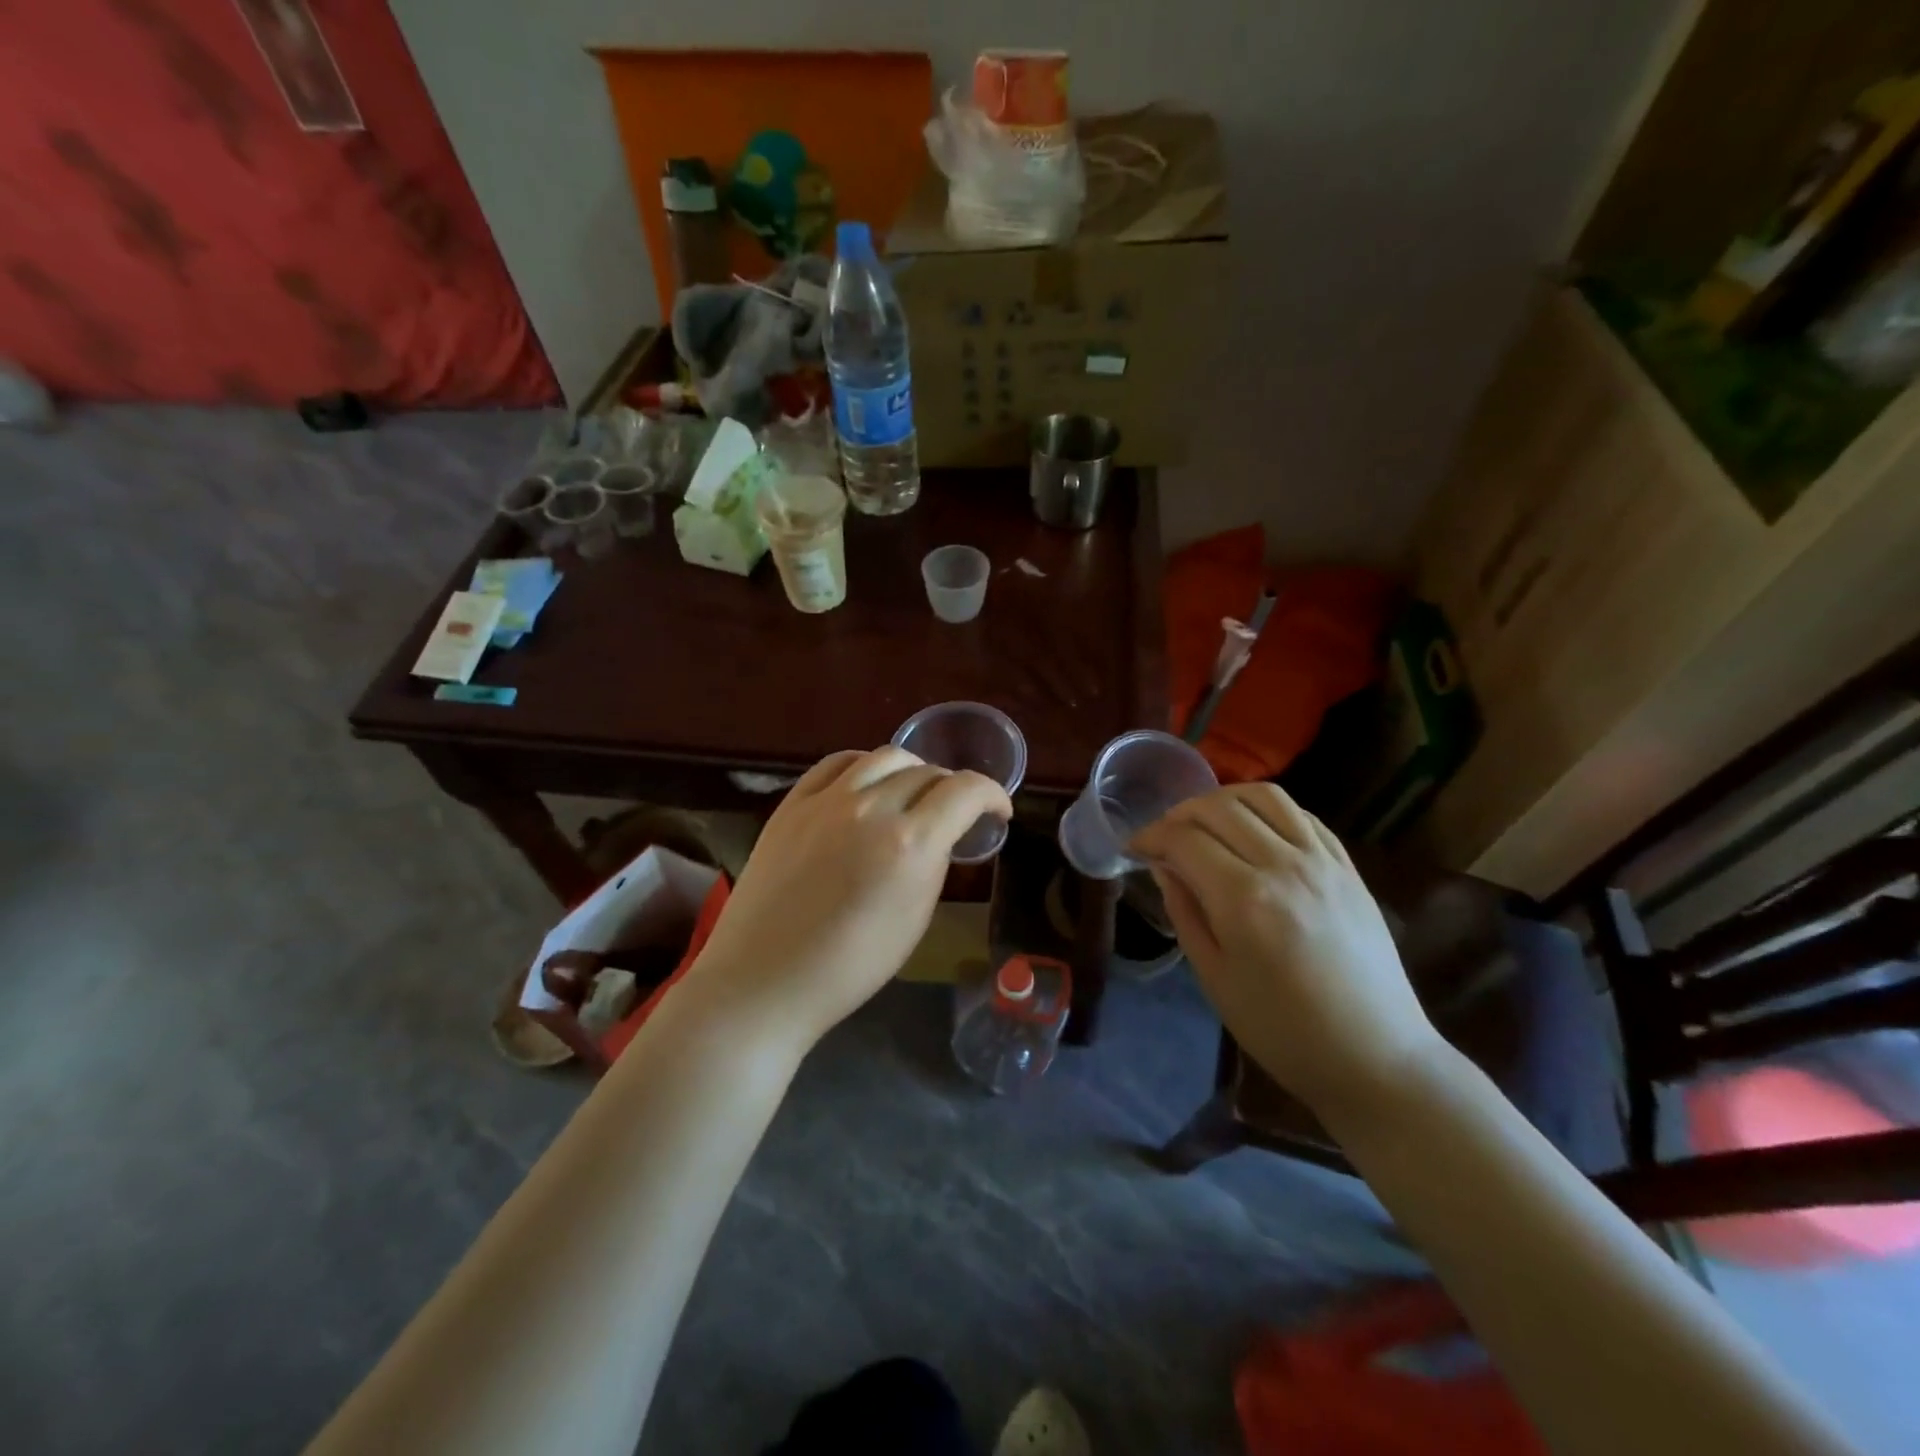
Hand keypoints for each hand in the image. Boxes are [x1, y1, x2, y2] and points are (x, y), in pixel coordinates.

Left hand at [682, 747, 1012, 1053]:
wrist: (765, 979)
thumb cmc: (849, 967)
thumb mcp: (915, 919)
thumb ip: (934, 863)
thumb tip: (941, 835)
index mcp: (911, 843)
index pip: (966, 791)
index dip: (993, 795)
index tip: (998, 811)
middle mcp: (872, 807)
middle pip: (928, 772)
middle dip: (953, 789)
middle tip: (954, 812)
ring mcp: (827, 800)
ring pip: (885, 756)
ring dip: (912, 770)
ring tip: (913, 792)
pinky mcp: (793, 802)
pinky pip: (838, 763)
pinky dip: (864, 766)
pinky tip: (868, 783)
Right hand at [1131, 783, 1442, 1119]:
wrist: (1374, 1058)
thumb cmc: (1282, 1030)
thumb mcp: (1215, 978)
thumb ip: (1185, 912)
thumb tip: (1163, 866)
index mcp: (1244, 899)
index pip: (1184, 840)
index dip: (1150, 836)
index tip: (1133, 847)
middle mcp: (1283, 866)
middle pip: (1219, 807)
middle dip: (1180, 813)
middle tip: (1164, 836)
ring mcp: (1322, 862)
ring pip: (1265, 796)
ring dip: (1224, 799)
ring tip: (1206, 820)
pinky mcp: (1348, 868)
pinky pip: (1303, 815)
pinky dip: (1268, 810)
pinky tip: (1254, 829)